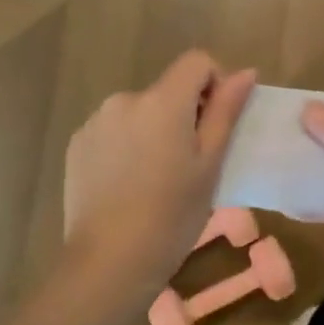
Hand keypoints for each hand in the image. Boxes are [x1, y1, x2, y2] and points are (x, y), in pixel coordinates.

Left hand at [62, 52, 256, 303]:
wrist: (108, 263)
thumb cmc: (172, 215)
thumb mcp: (210, 164)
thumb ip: (226, 111)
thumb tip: (246, 72)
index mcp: (162, 100)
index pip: (197, 61)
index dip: (215, 84)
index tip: (216, 125)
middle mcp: (125, 99)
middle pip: (167, 89)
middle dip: (183, 114)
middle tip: (189, 164)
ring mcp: (96, 121)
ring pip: (140, 112)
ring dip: (154, 129)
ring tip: (156, 178)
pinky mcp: (77, 144)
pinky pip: (114, 130)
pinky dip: (127, 145)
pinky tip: (127, 185)